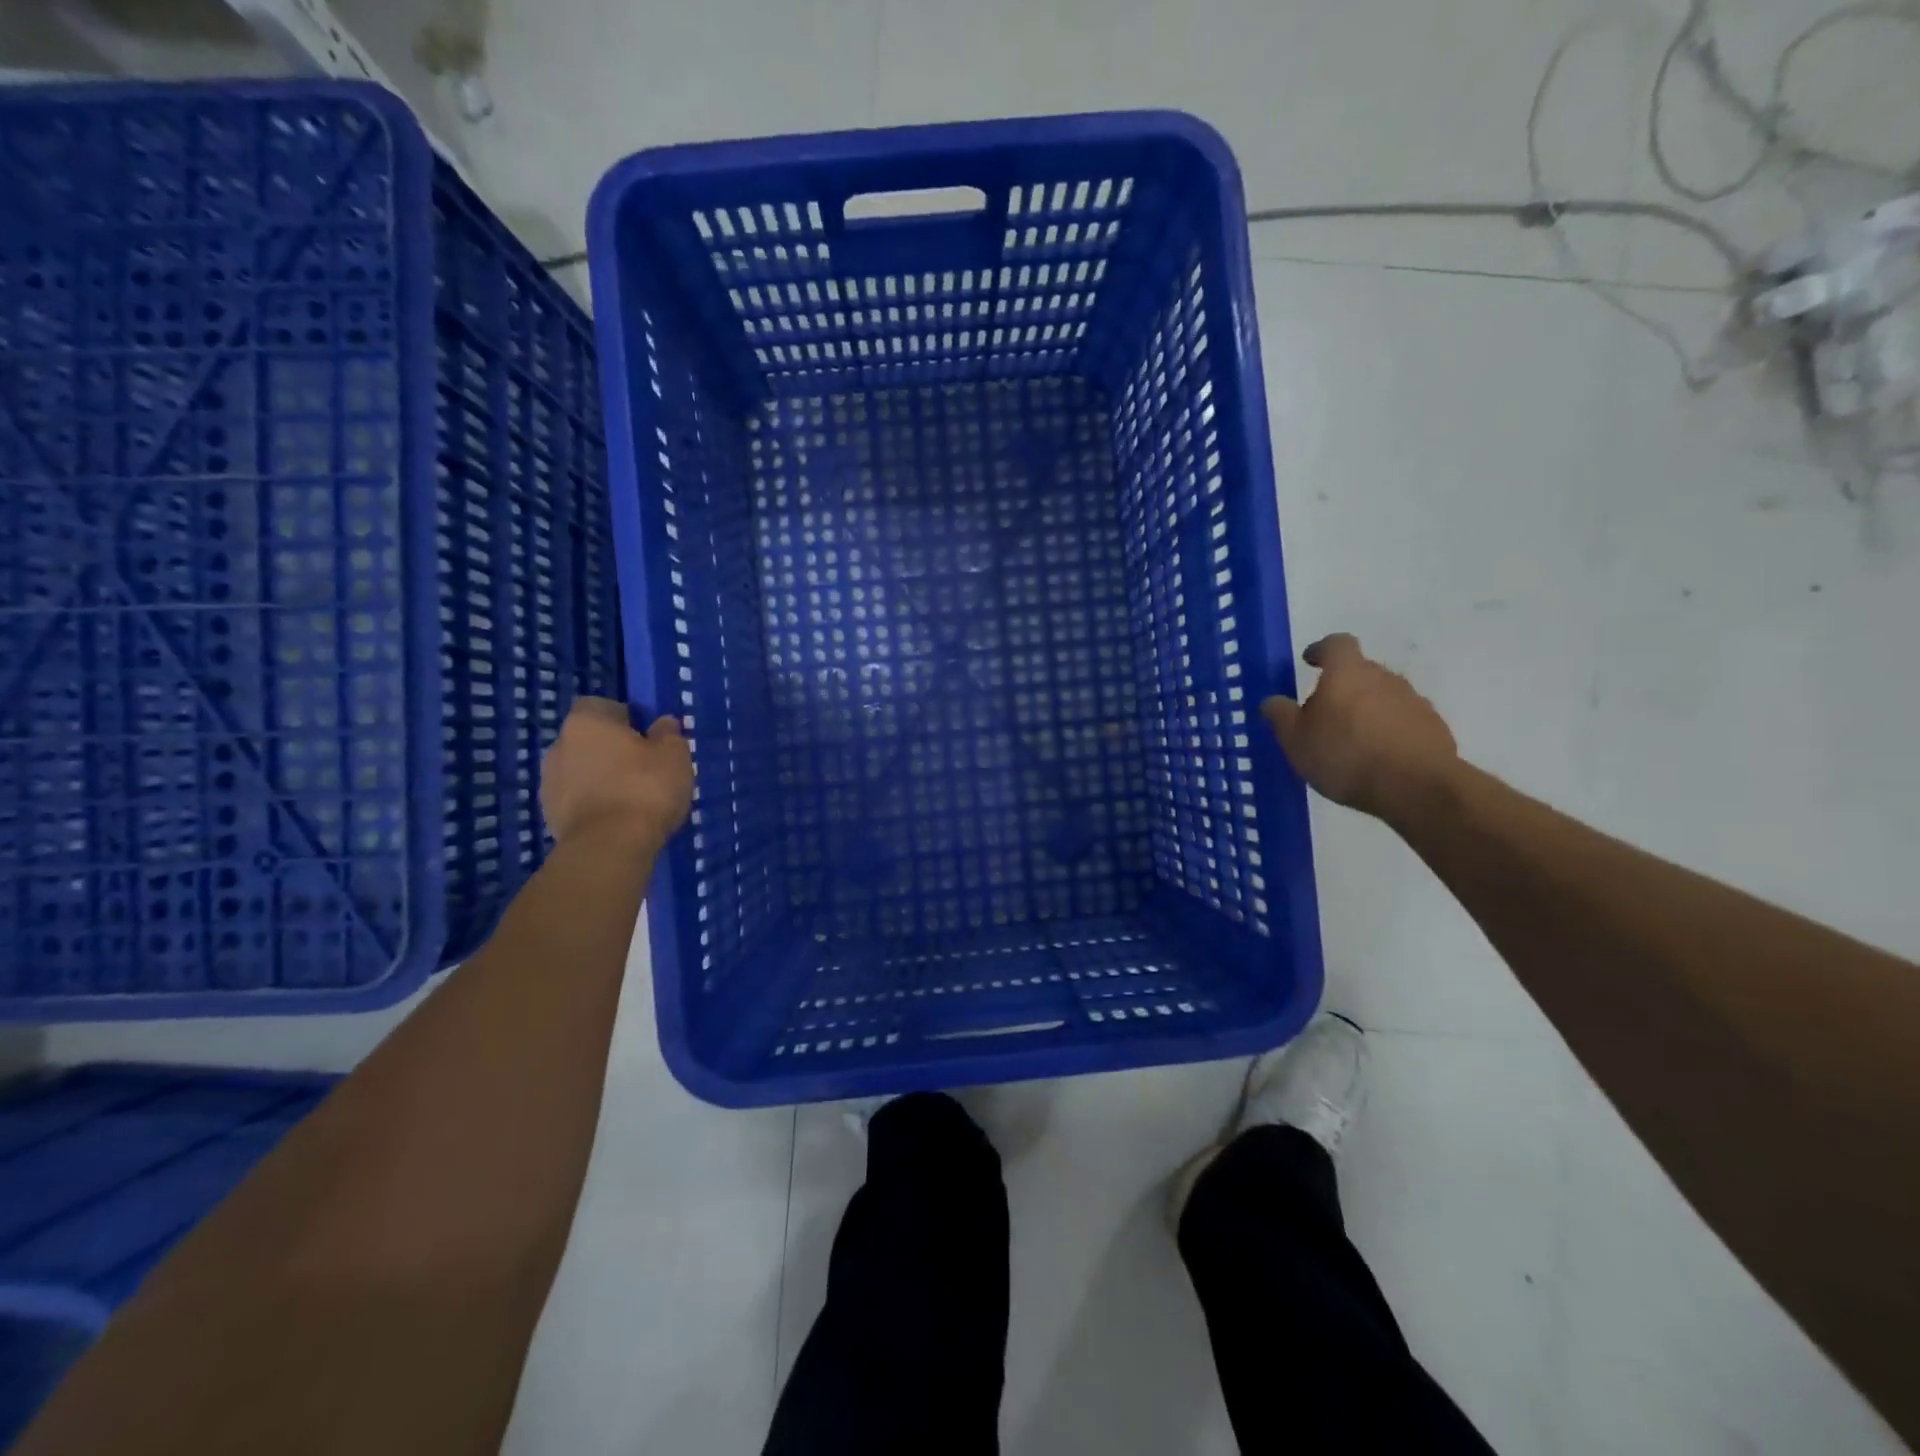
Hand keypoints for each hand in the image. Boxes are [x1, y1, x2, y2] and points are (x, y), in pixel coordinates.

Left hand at [540, 697, 693, 846]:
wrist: (609, 847)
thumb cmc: (645, 788)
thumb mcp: (674, 755)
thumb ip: (668, 734)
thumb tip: (662, 724)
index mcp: (587, 722)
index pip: (601, 705)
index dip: (625, 717)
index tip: (647, 736)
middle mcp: (559, 745)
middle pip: (589, 739)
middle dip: (612, 749)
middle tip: (644, 768)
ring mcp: (549, 781)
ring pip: (581, 770)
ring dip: (601, 777)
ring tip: (632, 798)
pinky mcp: (549, 814)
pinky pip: (576, 798)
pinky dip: (594, 803)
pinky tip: (618, 818)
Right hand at [1262, 634, 1457, 819]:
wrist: (1417, 788)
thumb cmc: (1345, 756)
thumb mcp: (1296, 741)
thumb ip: (1281, 716)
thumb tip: (1272, 701)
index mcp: (1347, 673)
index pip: (1336, 644)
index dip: (1321, 650)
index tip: (1310, 661)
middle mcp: (1384, 677)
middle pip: (1360, 671)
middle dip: (1342, 686)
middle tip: (1323, 714)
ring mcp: (1413, 701)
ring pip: (1383, 696)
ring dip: (1366, 709)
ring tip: (1351, 740)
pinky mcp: (1433, 727)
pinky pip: (1403, 719)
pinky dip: (1389, 730)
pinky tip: (1378, 756)